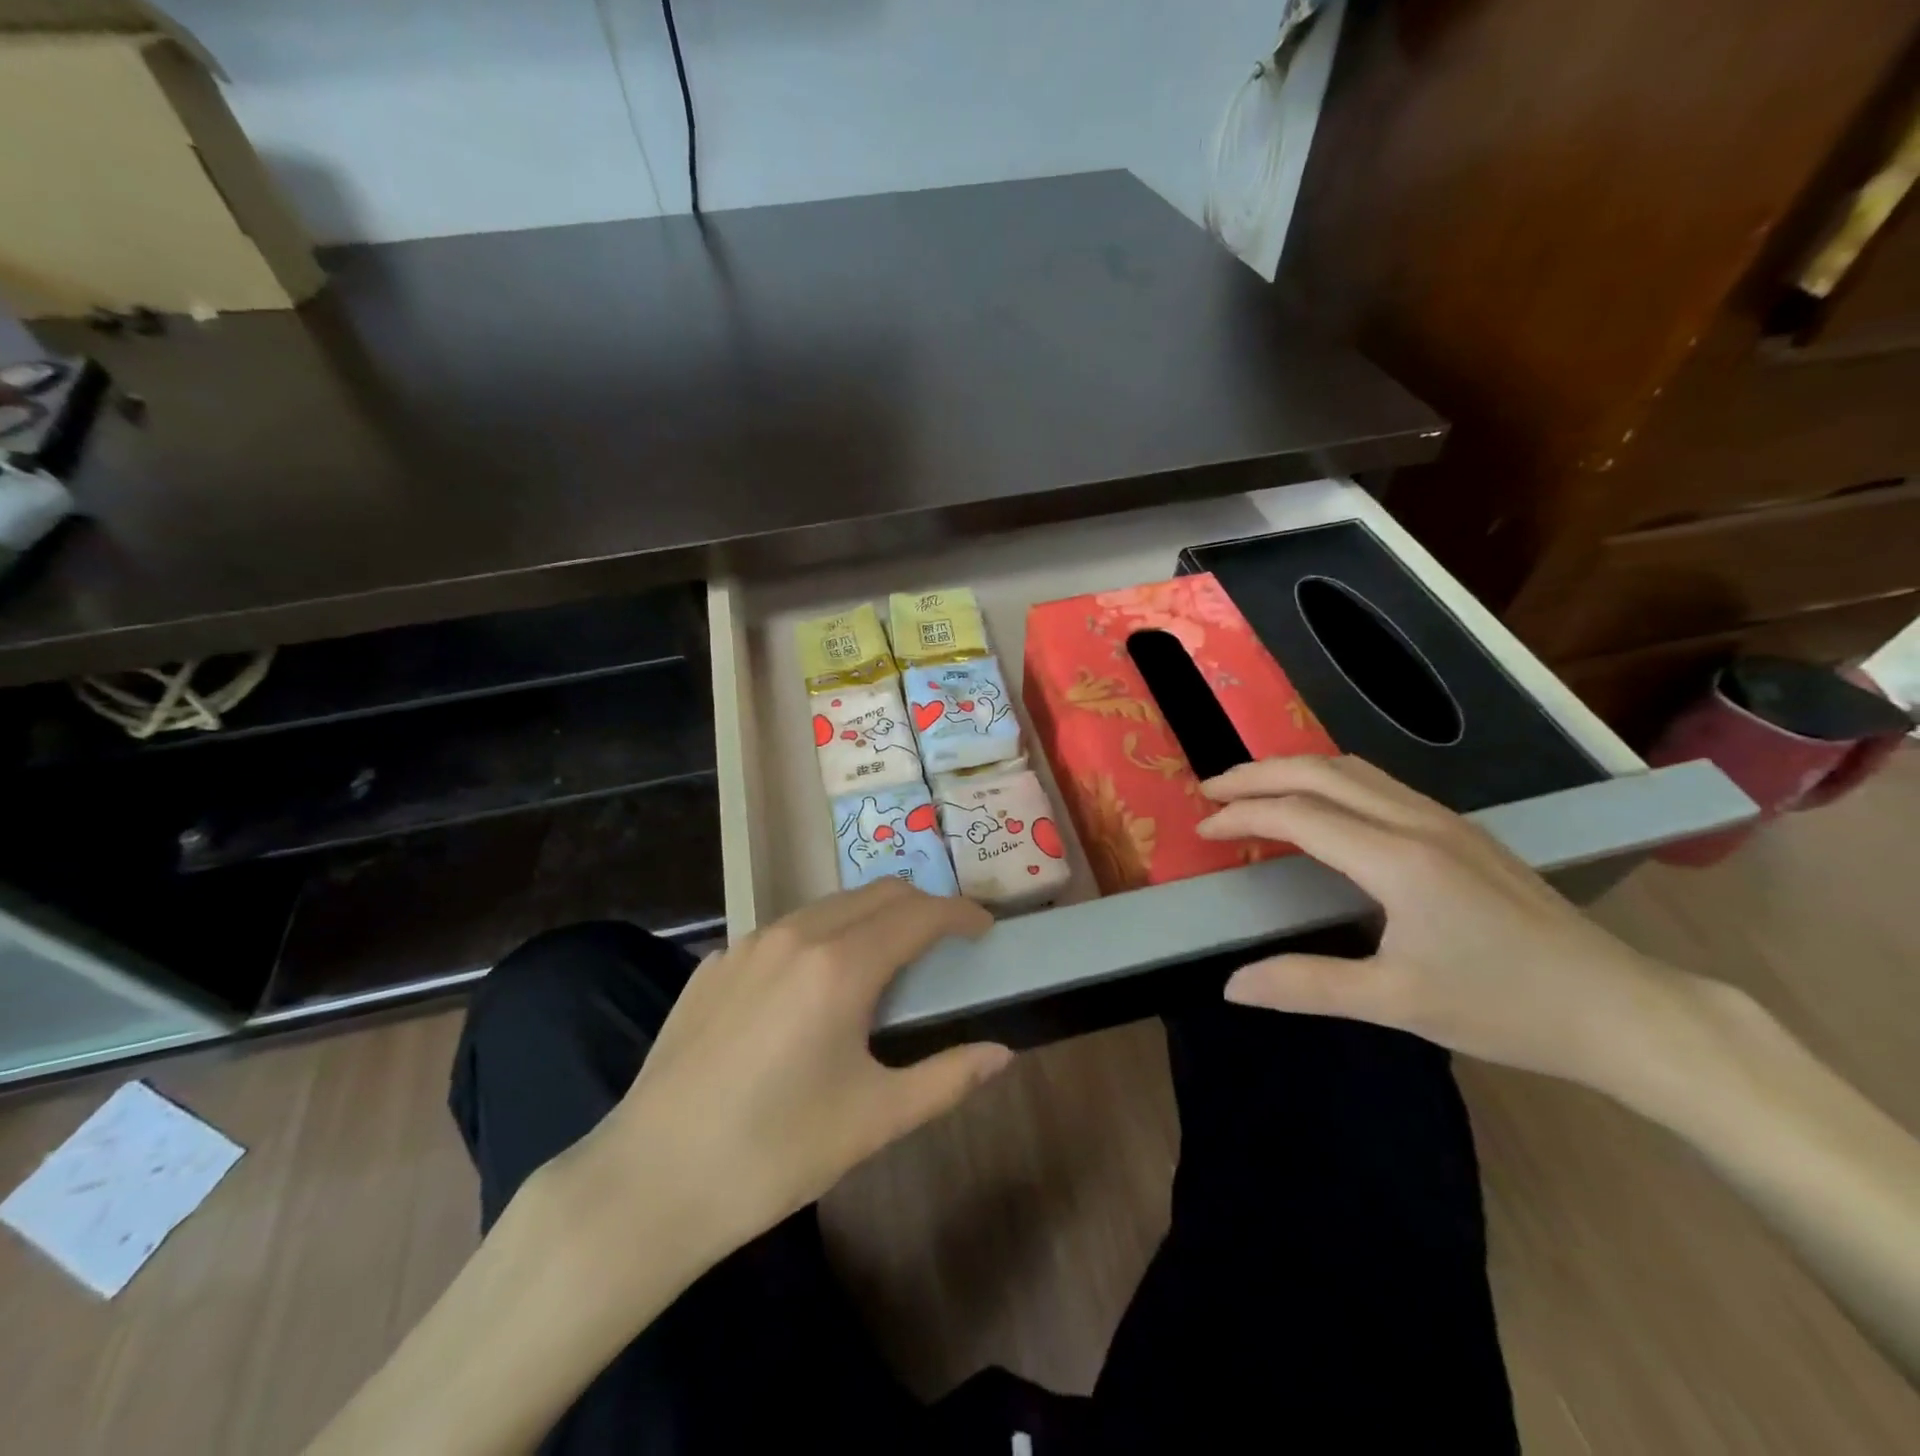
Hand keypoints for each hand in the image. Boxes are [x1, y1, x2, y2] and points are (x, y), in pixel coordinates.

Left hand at [560, 880, 1008, 1259]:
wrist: (649, 1182)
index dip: (960, 913)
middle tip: (944, 943)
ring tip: (885, 962)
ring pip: (828, 905)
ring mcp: (747, 943)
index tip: (984, 928)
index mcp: (840, 965)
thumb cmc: (774, 1153)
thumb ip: (947, 1078)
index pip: (919, 913)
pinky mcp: (714, 963)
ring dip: (870, 917)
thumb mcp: (875, 1119)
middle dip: (920, 907)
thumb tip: (1002, 1054)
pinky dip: (821, 937)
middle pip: (877, 894)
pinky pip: (785, 930)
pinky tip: (813, 988)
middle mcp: (795, 935)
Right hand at [1196, 755, 1703, 1091]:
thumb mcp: (1398, 1003)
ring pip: (1353, 770)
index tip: (1202, 830)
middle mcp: (1418, 822)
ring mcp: (1445, 821)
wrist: (1621, 1008)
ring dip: (1294, 771)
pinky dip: (1329, 782)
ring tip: (1253, 790)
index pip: (1298, 815)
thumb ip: (1307, 986)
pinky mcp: (1461, 831)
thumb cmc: (1506, 1008)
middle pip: (1321, 772)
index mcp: (1397, 860)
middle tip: (1211, 791)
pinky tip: (1320, 807)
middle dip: (1257, 774)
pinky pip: (1378, 784)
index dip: (1242, 816)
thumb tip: (1231, 986)